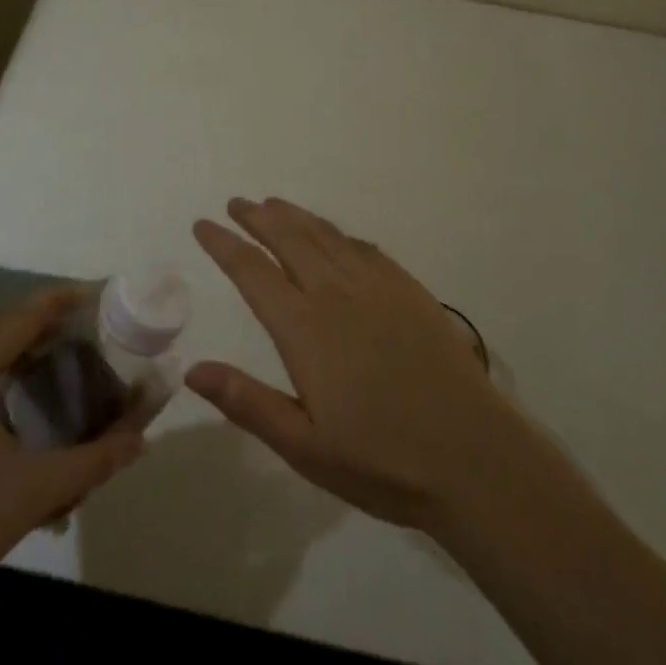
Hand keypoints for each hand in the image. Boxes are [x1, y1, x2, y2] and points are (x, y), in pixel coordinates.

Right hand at [188, 198, 538, 533]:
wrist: (474, 456)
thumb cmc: (382, 460)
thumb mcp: (304, 446)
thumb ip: (247, 402)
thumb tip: (191, 369)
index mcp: (304, 328)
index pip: (252, 272)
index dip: (224, 244)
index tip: (203, 224)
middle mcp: (335, 293)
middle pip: (288, 239)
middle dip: (257, 217)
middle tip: (237, 203)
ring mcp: (376, 286)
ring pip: (325, 236)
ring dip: (295, 216)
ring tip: (274, 204)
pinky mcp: (409, 290)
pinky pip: (364, 247)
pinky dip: (338, 233)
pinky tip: (334, 235)